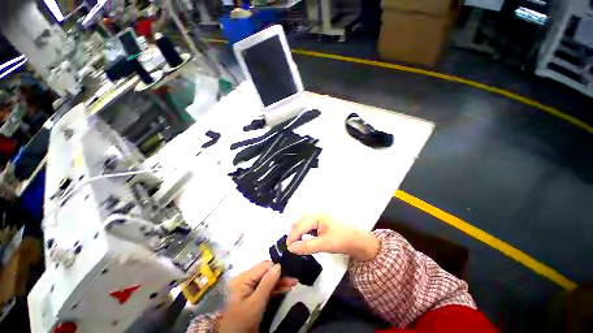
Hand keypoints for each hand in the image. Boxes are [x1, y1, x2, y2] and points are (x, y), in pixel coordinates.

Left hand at [218, 261, 297, 332]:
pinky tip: (286, 288)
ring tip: (294, 282)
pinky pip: (266, 288)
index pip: (263, 266)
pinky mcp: (253, 296)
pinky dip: (276, 288)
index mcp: (243, 278)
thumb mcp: (256, 303)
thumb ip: (267, 283)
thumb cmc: (243, 322)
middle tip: (294, 278)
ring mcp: (249, 288)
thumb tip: (279, 265)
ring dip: (280, 281)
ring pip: (268, 280)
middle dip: (280, 275)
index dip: (277, 267)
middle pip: (266, 272)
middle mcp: (246, 280)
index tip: (290, 269)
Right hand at [286, 213, 379, 261]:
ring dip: (299, 232)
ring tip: (298, 244)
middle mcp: (316, 213)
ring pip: (303, 223)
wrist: (359, 241)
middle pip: (299, 222)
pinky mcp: (322, 221)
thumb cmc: (343, 240)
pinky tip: (306, 240)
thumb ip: (306, 246)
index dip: (292, 238)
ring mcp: (319, 216)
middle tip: (292, 247)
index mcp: (317, 215)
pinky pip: (309, 225)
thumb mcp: (324, 244)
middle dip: (294, 234)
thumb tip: (290, 248)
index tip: (287, 249)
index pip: (299, 226)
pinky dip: (305, 232)